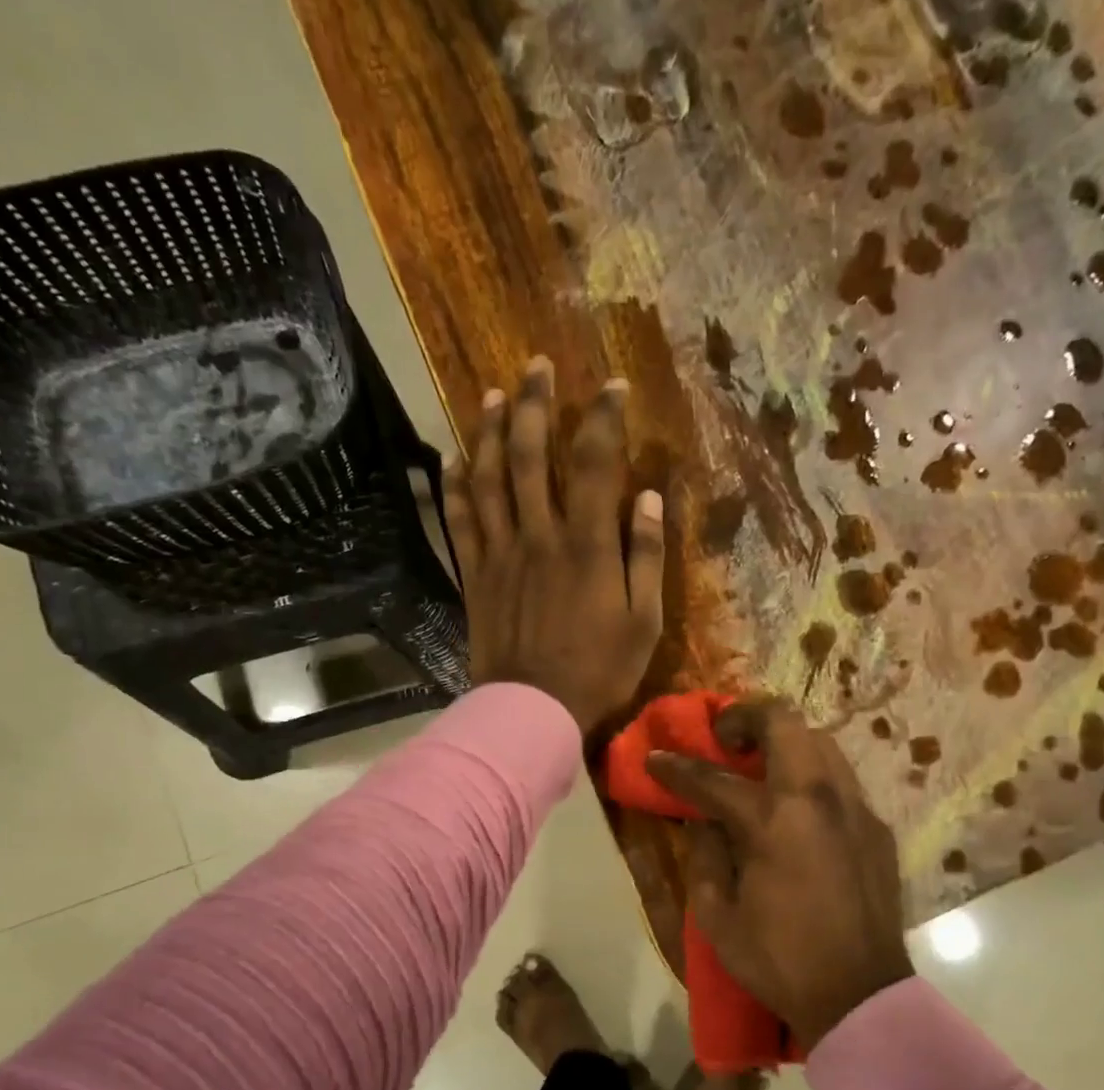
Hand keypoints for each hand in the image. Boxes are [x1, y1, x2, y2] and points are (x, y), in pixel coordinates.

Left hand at [441, 357, 665, 736]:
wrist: (534, 709)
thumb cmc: (599, 670)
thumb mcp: (644, 621)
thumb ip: (646, 556)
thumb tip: (649, 497)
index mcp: (587, 545)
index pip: (596, 463)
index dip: (605, 418)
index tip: (613, 388)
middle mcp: (540, 535)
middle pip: (532, 456)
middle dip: (536, 404)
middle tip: (536, 366)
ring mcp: (500, 553)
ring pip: (489, 478)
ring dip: (491, 431)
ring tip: (493, 394)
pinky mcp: (474, 574)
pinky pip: (460, 520)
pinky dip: (455, 485)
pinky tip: (454, 457)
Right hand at [646, 699, 912, 1048]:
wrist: (861, 996)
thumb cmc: (780, 960)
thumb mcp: (718, 916)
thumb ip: (704, 856)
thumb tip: (702, 821)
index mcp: (773, 821)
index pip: (713, 778)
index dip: (676, 767)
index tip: (655, 758)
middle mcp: (818, 798)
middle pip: (783, 722)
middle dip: (744, 717)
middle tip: (723, 740)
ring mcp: (854, 808)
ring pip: (820, 740)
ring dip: (783, 741)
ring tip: (760, 766)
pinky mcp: (876, 827)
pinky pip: (841, 778)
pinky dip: (811, 774)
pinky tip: (797, 808)